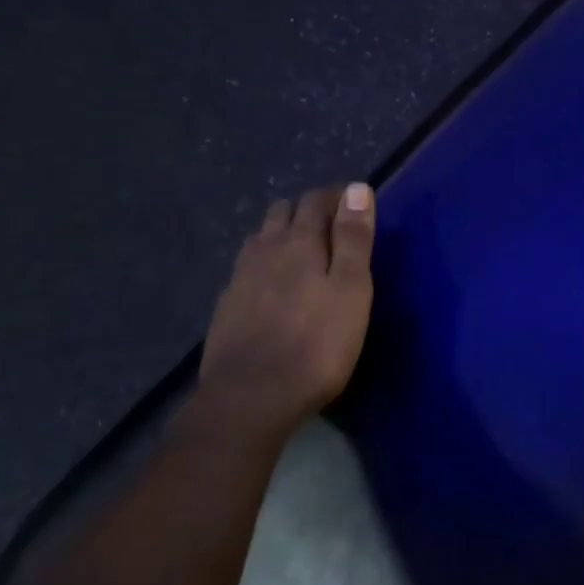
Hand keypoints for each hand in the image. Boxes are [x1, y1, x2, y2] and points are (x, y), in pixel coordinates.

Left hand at [198, 182, 376, 425]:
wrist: (251, 396)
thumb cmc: (317, 343)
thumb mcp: (351, 289)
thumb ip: (354, 238)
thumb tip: (356, 188)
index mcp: (300, 241)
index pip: (316, 200)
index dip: (336, 197)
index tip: (354, 205)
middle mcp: (265, 249)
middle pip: (282, 212)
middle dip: (307, 211)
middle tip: (332, 230)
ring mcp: (240, 277)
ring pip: (261, 238)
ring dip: (282, 234)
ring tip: (303, 254)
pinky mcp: (227, 305)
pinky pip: (247, 268)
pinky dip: (264, 264)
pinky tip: (273, 288)